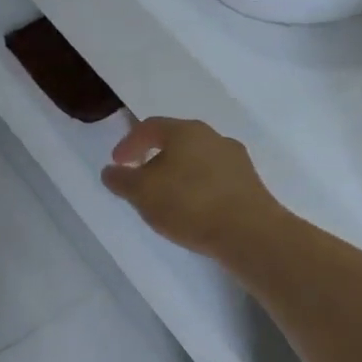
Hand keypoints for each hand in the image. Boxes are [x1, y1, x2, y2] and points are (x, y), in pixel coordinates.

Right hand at [101, 116, 280, 257]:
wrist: (250, 234)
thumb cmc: (189, 204)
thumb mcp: (141, 193)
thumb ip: (121, 180)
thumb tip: (111, 171)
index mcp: (185, 131)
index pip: (150, 127)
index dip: (129, 143)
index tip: (117, 164)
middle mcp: (213, 137)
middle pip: (176, 141)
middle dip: (154, 158)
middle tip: (140, 179)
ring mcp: (236, 160)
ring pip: (197, 160)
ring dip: (177, 174)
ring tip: (166, 198)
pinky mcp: (250, 183)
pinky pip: (214, 179)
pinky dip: (197, 188)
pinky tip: (192, 210)